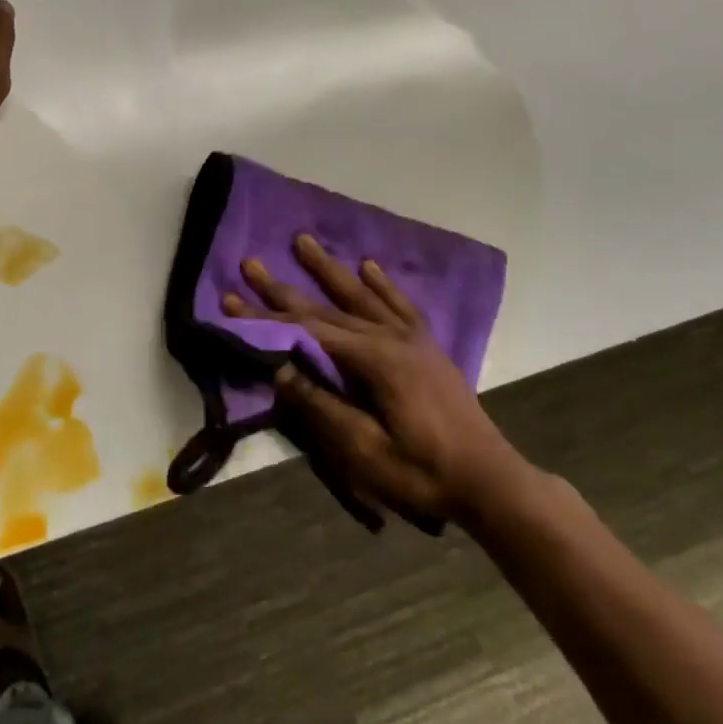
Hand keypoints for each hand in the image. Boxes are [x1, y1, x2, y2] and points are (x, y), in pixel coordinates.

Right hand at [223, 236, 532, 530]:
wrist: (491, 482)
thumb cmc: (422, 473)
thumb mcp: (364, 450)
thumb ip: (321, 406)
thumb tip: (278, 370)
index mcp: (373, 360)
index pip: (306, 332)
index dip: (265, 318)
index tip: (231, 300)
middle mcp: (390, 338)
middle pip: (326, 308)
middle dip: (283, 288)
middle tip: (250, 264)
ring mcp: (412, 339)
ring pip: (360, 295)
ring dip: (328, 269)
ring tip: (303, 241)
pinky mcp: (427, 347)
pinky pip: (399, 305)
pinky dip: (381, 284)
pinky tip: (368, 266)